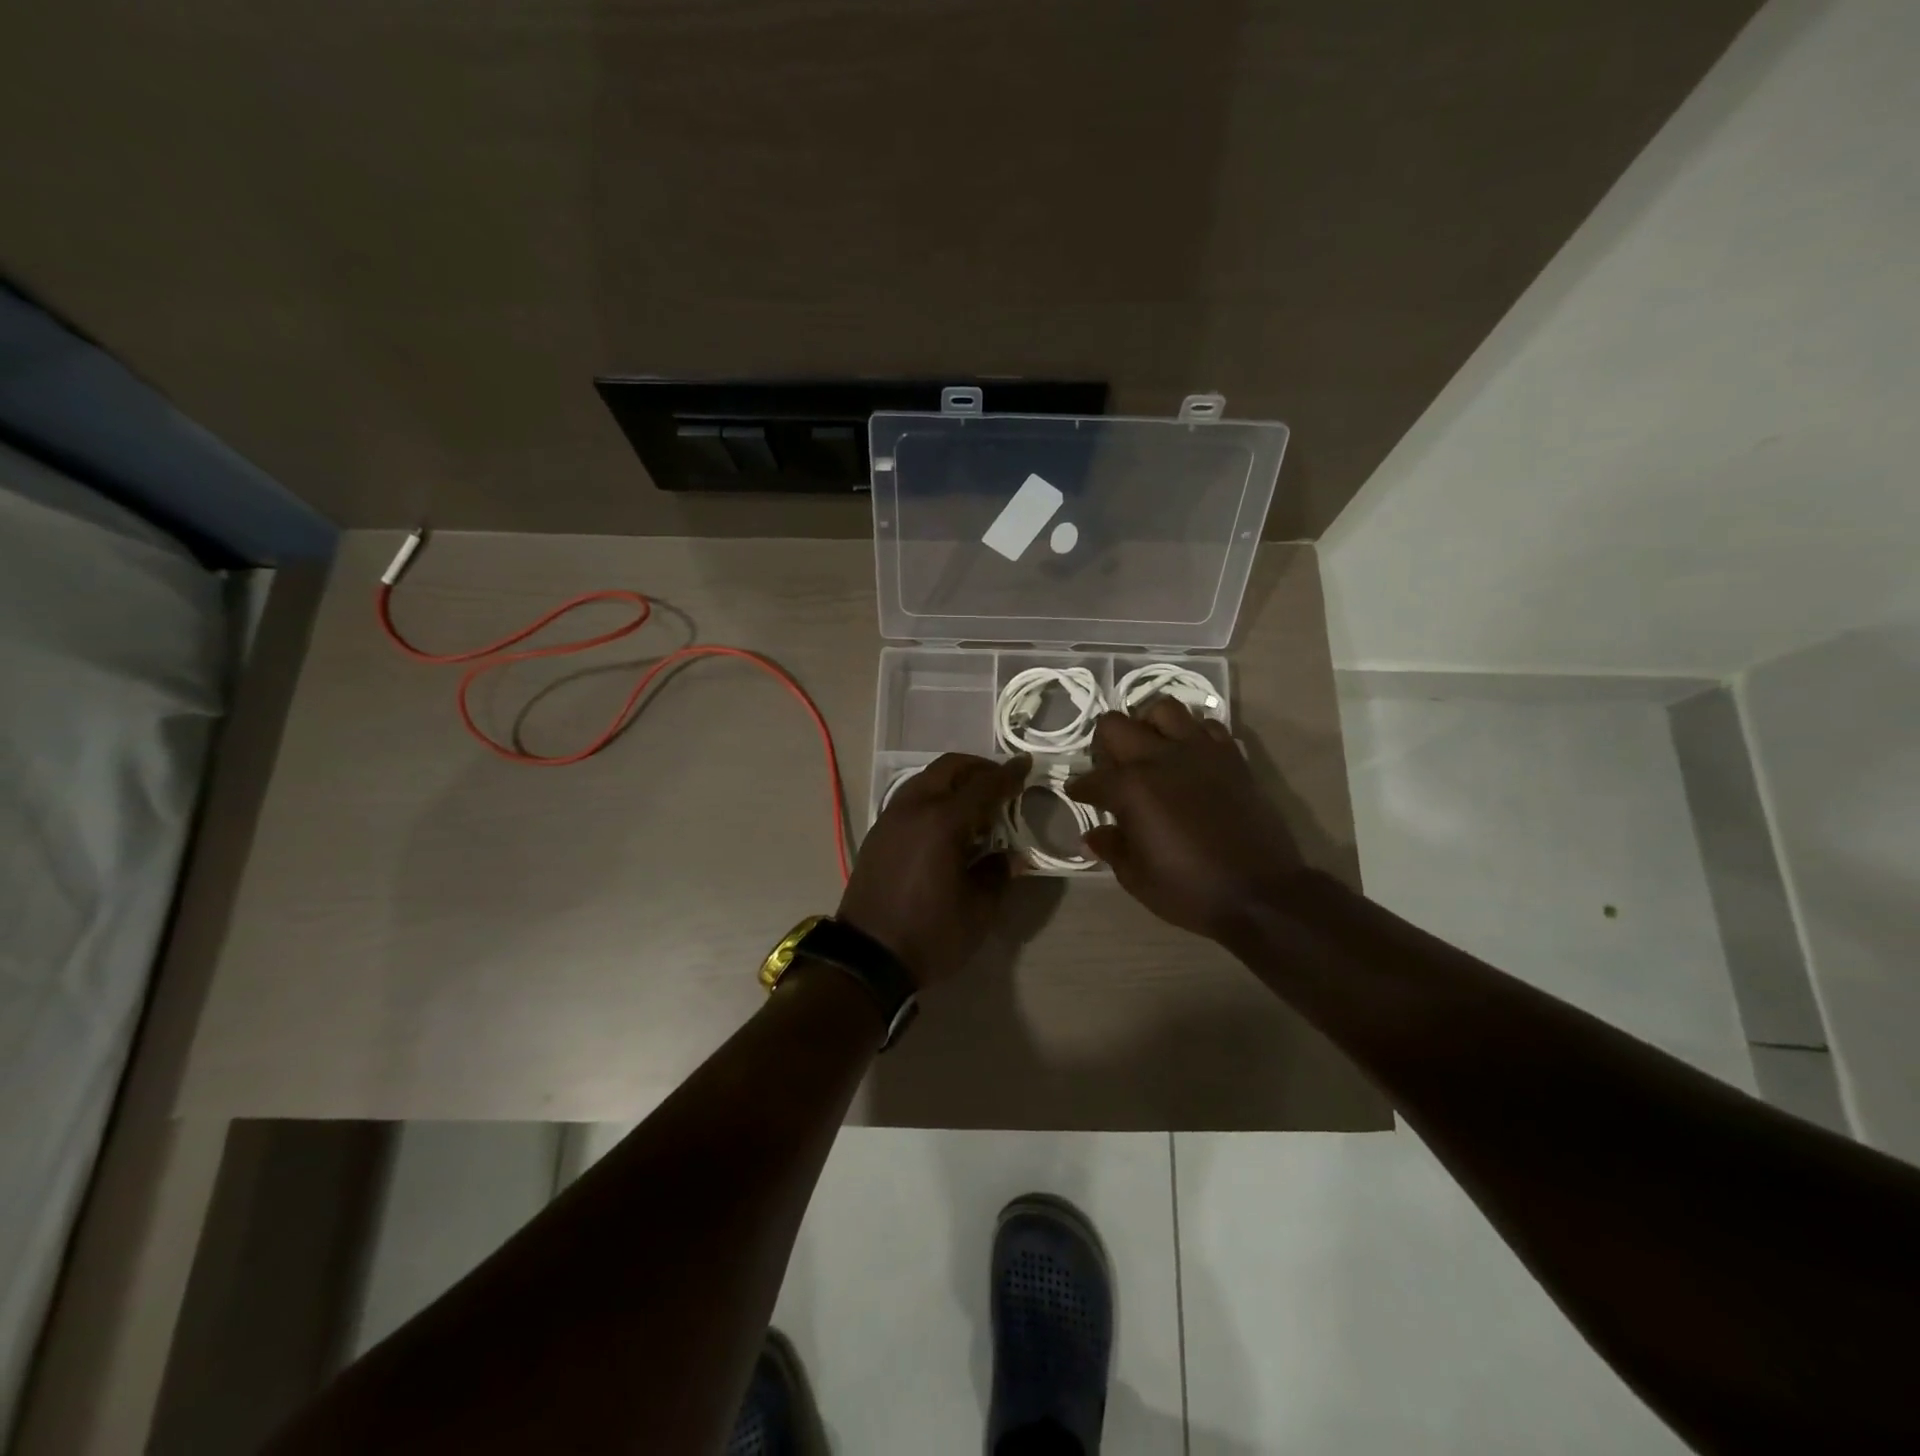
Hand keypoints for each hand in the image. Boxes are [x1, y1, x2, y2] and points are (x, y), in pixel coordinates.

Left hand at [837, 753, 1027, 987]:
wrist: (867, 957)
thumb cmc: (930, 934)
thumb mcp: (979, 911)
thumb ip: (998, 874)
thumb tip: (1011, 856)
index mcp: (942, 822)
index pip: (983, 786)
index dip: (1008, 775)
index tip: (1026, 765)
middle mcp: (914, 808)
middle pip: (949, 768)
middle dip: (978, 768)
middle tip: (1001, 782)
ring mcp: (891, 818)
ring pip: (926, 779)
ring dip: (953, 781)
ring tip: (975, 804)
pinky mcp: (878, 833)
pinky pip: (910, 798)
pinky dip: (933, 796)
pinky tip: (946, 823)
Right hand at [1067, 701, 1305, 941]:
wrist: (1261, 894)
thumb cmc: (1190, 890)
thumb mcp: (1137, 878)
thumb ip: (1111, 848)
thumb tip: (1093, 834)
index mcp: (1131, 788)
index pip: (1091, 779)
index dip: (1079, 789)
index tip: (1077, 796)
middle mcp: (1160, 758)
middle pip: (1116, 724)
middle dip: (1104, 744)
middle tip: (1110, 768)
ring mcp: (1199, 752)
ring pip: (1163, 709)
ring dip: (1148, 725)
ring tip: (1149, 749)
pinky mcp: (1231, 757)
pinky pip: (1206, 726)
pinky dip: (1192, 734)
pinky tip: (1189, 756)